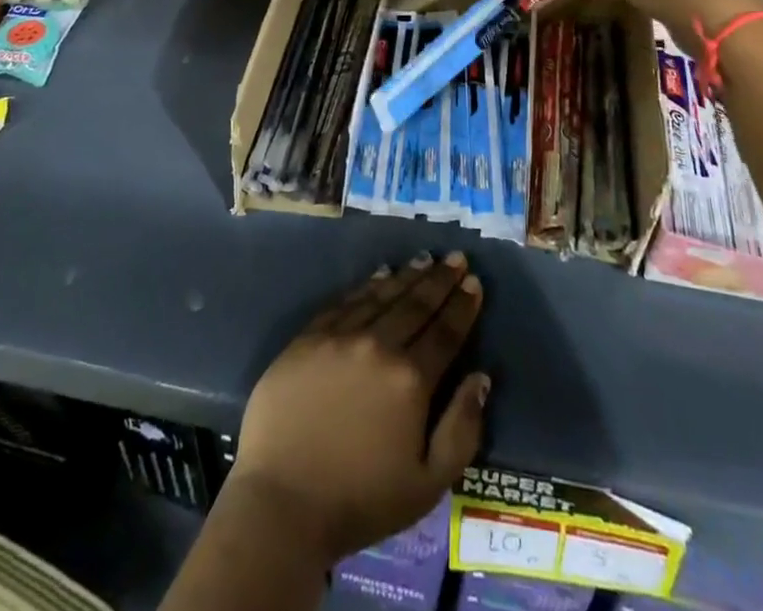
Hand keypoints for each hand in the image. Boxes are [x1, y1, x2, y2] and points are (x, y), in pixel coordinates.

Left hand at [226, 251, 490, 564]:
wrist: (281, 504)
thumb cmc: (360, 501)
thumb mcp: (427, 484)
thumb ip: (462, 430)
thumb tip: (481, 378)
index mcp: (411, 380)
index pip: (445, 332)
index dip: (463, 306)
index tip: (475, 282)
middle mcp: (378, 346)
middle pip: (416, 304)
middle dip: (440, 280)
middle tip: (457, 258)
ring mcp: (340, 337)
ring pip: (382, 296)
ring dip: (407, 276)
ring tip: (426, 259)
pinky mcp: (308, 338)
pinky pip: (345, 302)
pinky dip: (367, 286)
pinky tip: (380, 275)